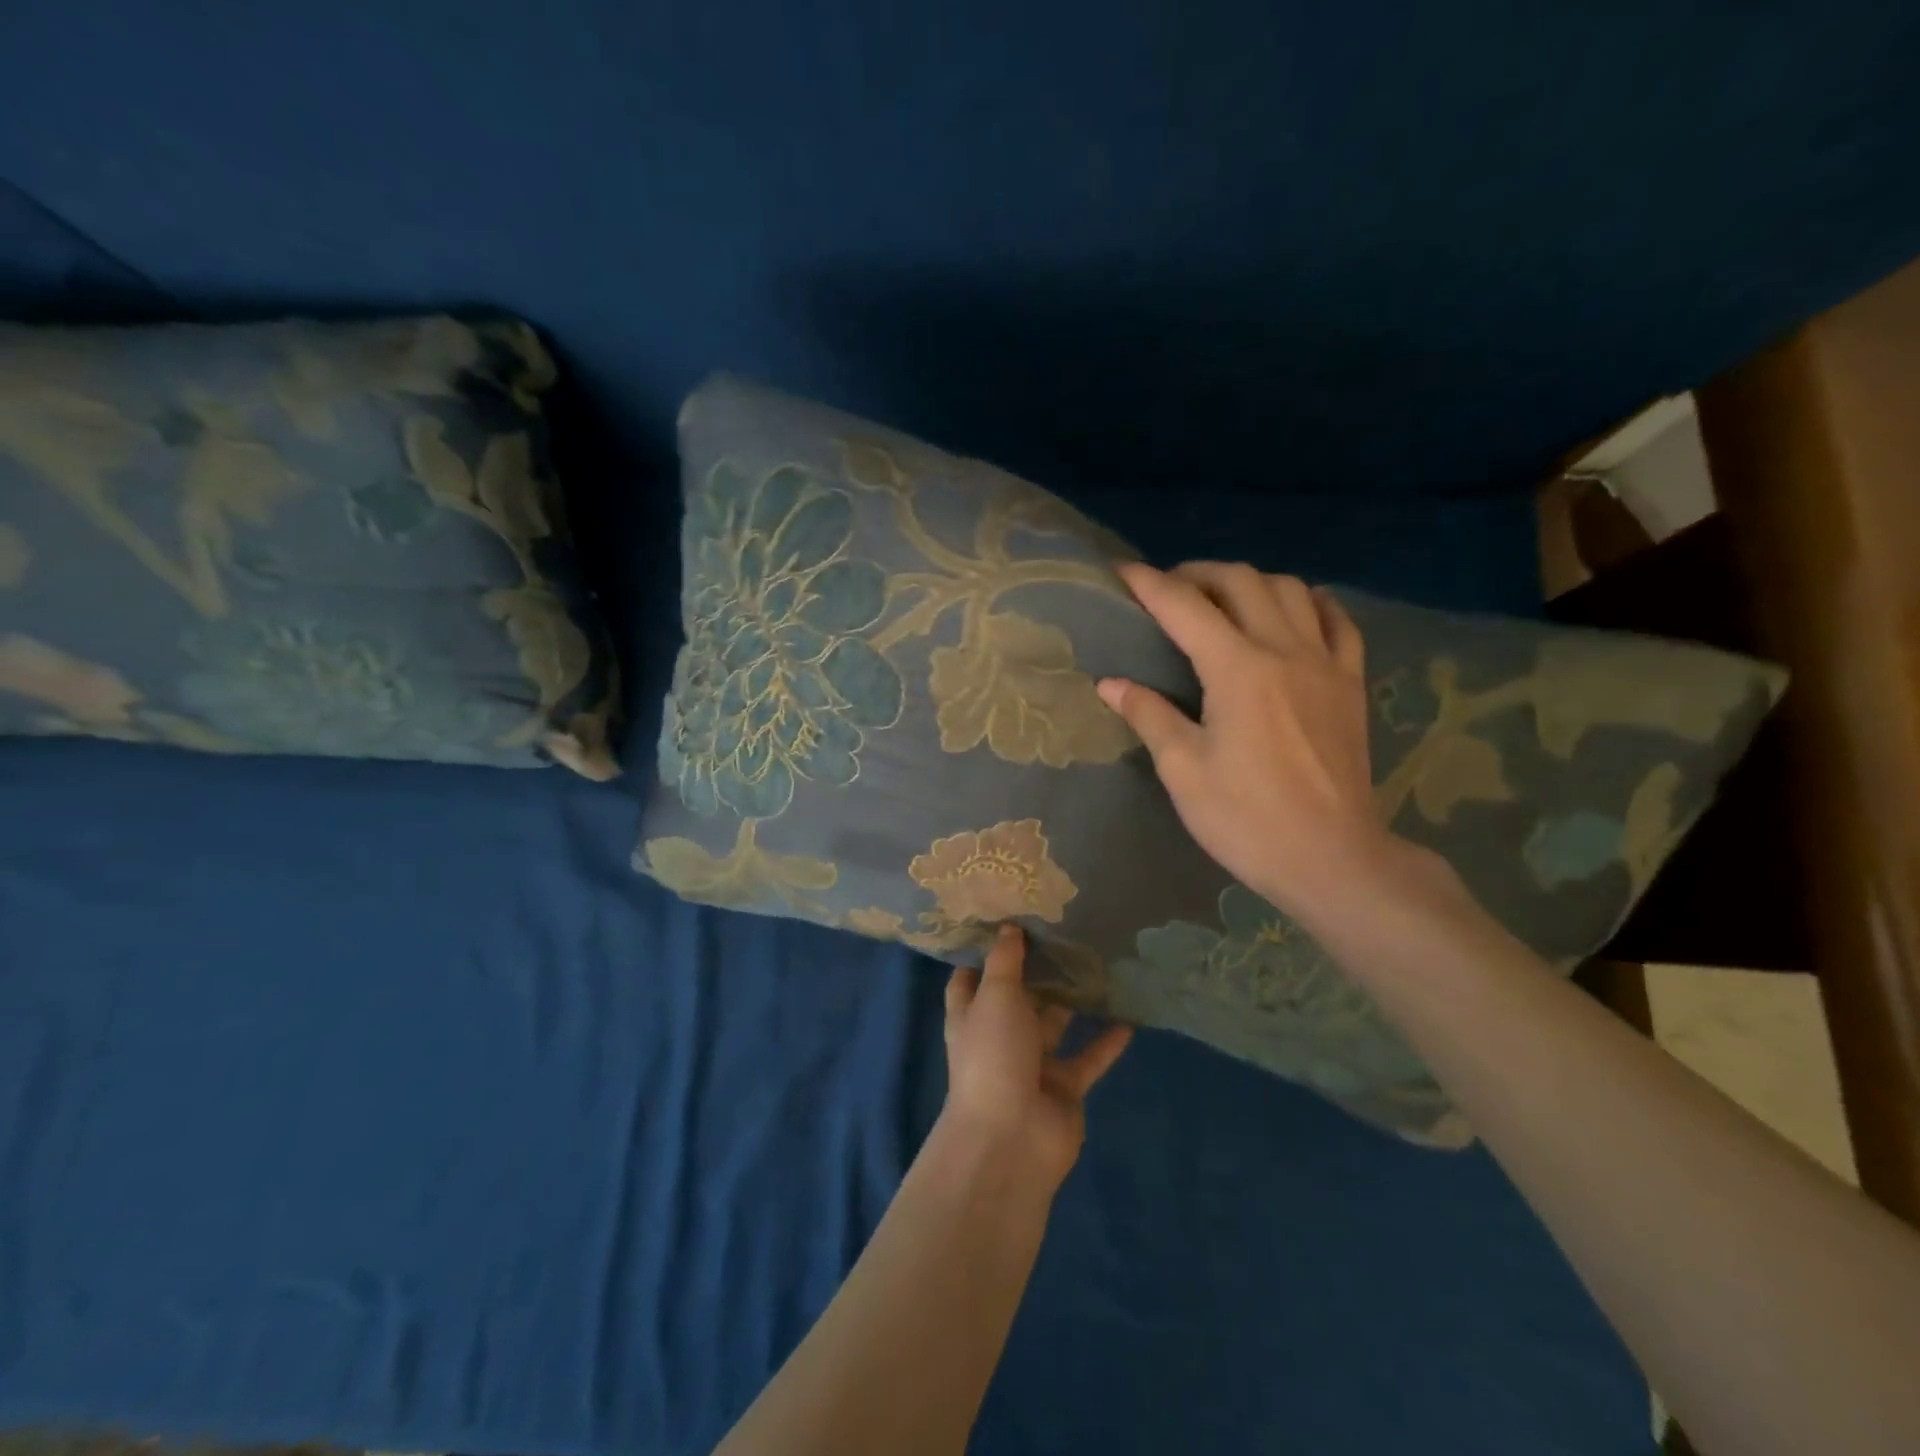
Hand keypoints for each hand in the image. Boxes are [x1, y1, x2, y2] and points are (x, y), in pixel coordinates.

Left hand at [941, 925, 1131, 1186]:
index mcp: (971, 1015)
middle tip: (1067, 935)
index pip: (970, 979)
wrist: (1011, 1139)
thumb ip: (1005, 961)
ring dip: (1074, 1002)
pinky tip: (1129, 1018)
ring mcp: (1032, 1065)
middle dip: (1038, 973)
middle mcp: (999, 1036)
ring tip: (1101, 966)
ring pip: (1055, 1025)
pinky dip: (1106, 1042)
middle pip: (1018, 999)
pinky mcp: (1064, 1088)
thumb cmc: (993, 1055)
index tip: (1007, 923)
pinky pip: (1088, 1058)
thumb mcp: (995, 997)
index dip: (984, 955)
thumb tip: (1008, 926)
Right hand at [1097, 561, 1403, 931]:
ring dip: (1250, 581)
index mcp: (1237, 669)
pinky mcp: (1350, 683)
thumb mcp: (1184, 770)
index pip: (1184, 606)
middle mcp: (1284, 650)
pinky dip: (1310, 602)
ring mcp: (1325, 663)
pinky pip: (1337, 621)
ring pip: (1290, 589)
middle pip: (1241, 582)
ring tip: (1223, 598)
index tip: (1121, 571)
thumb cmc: (1247, 819)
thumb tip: (1110, 683)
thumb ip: (1149, 715)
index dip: (1148, 584)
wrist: (1332, 858)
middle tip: (1168, 589)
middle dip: (1198, 573)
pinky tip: (1294, 609)